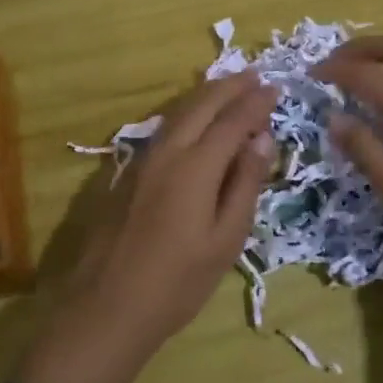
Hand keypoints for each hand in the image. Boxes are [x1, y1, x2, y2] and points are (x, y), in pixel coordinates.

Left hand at [14, 72, 277, 382]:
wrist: (107, 306)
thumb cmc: (177, 282)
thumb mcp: (225, 240)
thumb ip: (244, 184)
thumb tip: (262, 139)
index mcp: (196, 166)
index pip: (233, 120)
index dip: (256, 103)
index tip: (275, 88)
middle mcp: (168, 151)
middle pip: (202, 105)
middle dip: (230, 87)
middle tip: (255, 76)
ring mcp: (144, 159)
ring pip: (179, 111)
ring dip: (207, 94)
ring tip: (228, 86)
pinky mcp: (129, 172)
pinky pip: (165, 126)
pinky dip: (187, 111)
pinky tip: (194, 118)